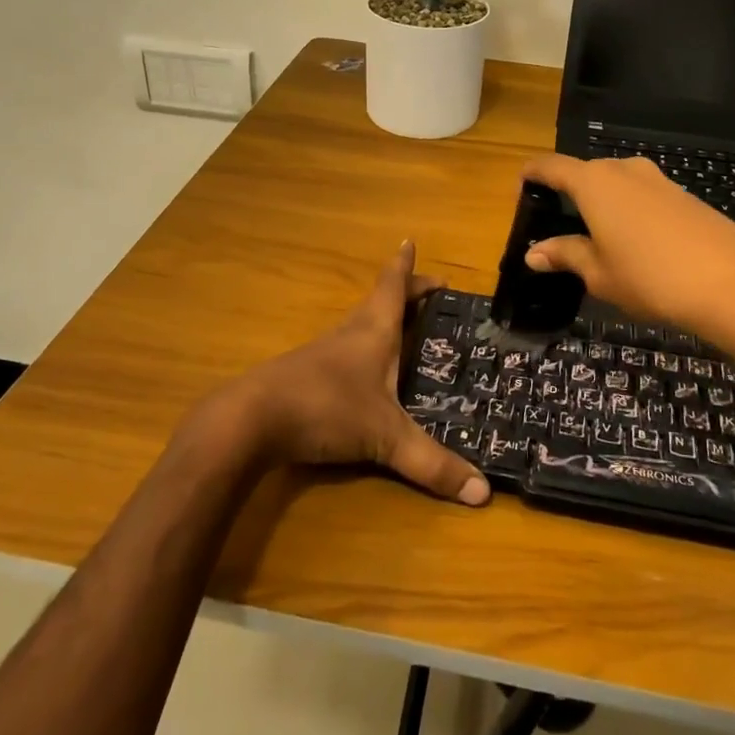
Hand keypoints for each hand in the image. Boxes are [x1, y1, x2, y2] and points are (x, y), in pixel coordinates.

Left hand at [226, 242, 489, 506]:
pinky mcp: (306, 374)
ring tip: (405, 328)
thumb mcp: (385, 438)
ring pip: (361, 325)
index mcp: (374, 330)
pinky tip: (367, 372)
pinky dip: (364, 348)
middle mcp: (350, 333)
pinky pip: (345, 350)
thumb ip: (432, 464)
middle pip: (380, 301)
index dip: (406, 266)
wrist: (251, 420)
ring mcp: (324, 353)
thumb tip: (483, 493)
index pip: (394, 286)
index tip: (410, 241)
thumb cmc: (327, 408)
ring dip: (384, 320)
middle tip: (431, 292)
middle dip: (406, 293)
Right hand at [521, 154, 734, 340]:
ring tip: (596, 239)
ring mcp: (658, 180)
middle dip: (568, 194)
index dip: (531, 175)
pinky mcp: (684, 195)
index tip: (520, 189)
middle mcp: (624, 170)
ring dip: (601, 204)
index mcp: (593, 182)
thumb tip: (534, 253)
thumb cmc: (650, 277)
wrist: (733, 282)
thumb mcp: (598, 273)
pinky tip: (636, 245)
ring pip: (616, 185)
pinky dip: (629, 212)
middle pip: (585, 173)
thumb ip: (565, 255)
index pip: (550, 166)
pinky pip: (643, 196)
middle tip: (558, 226)